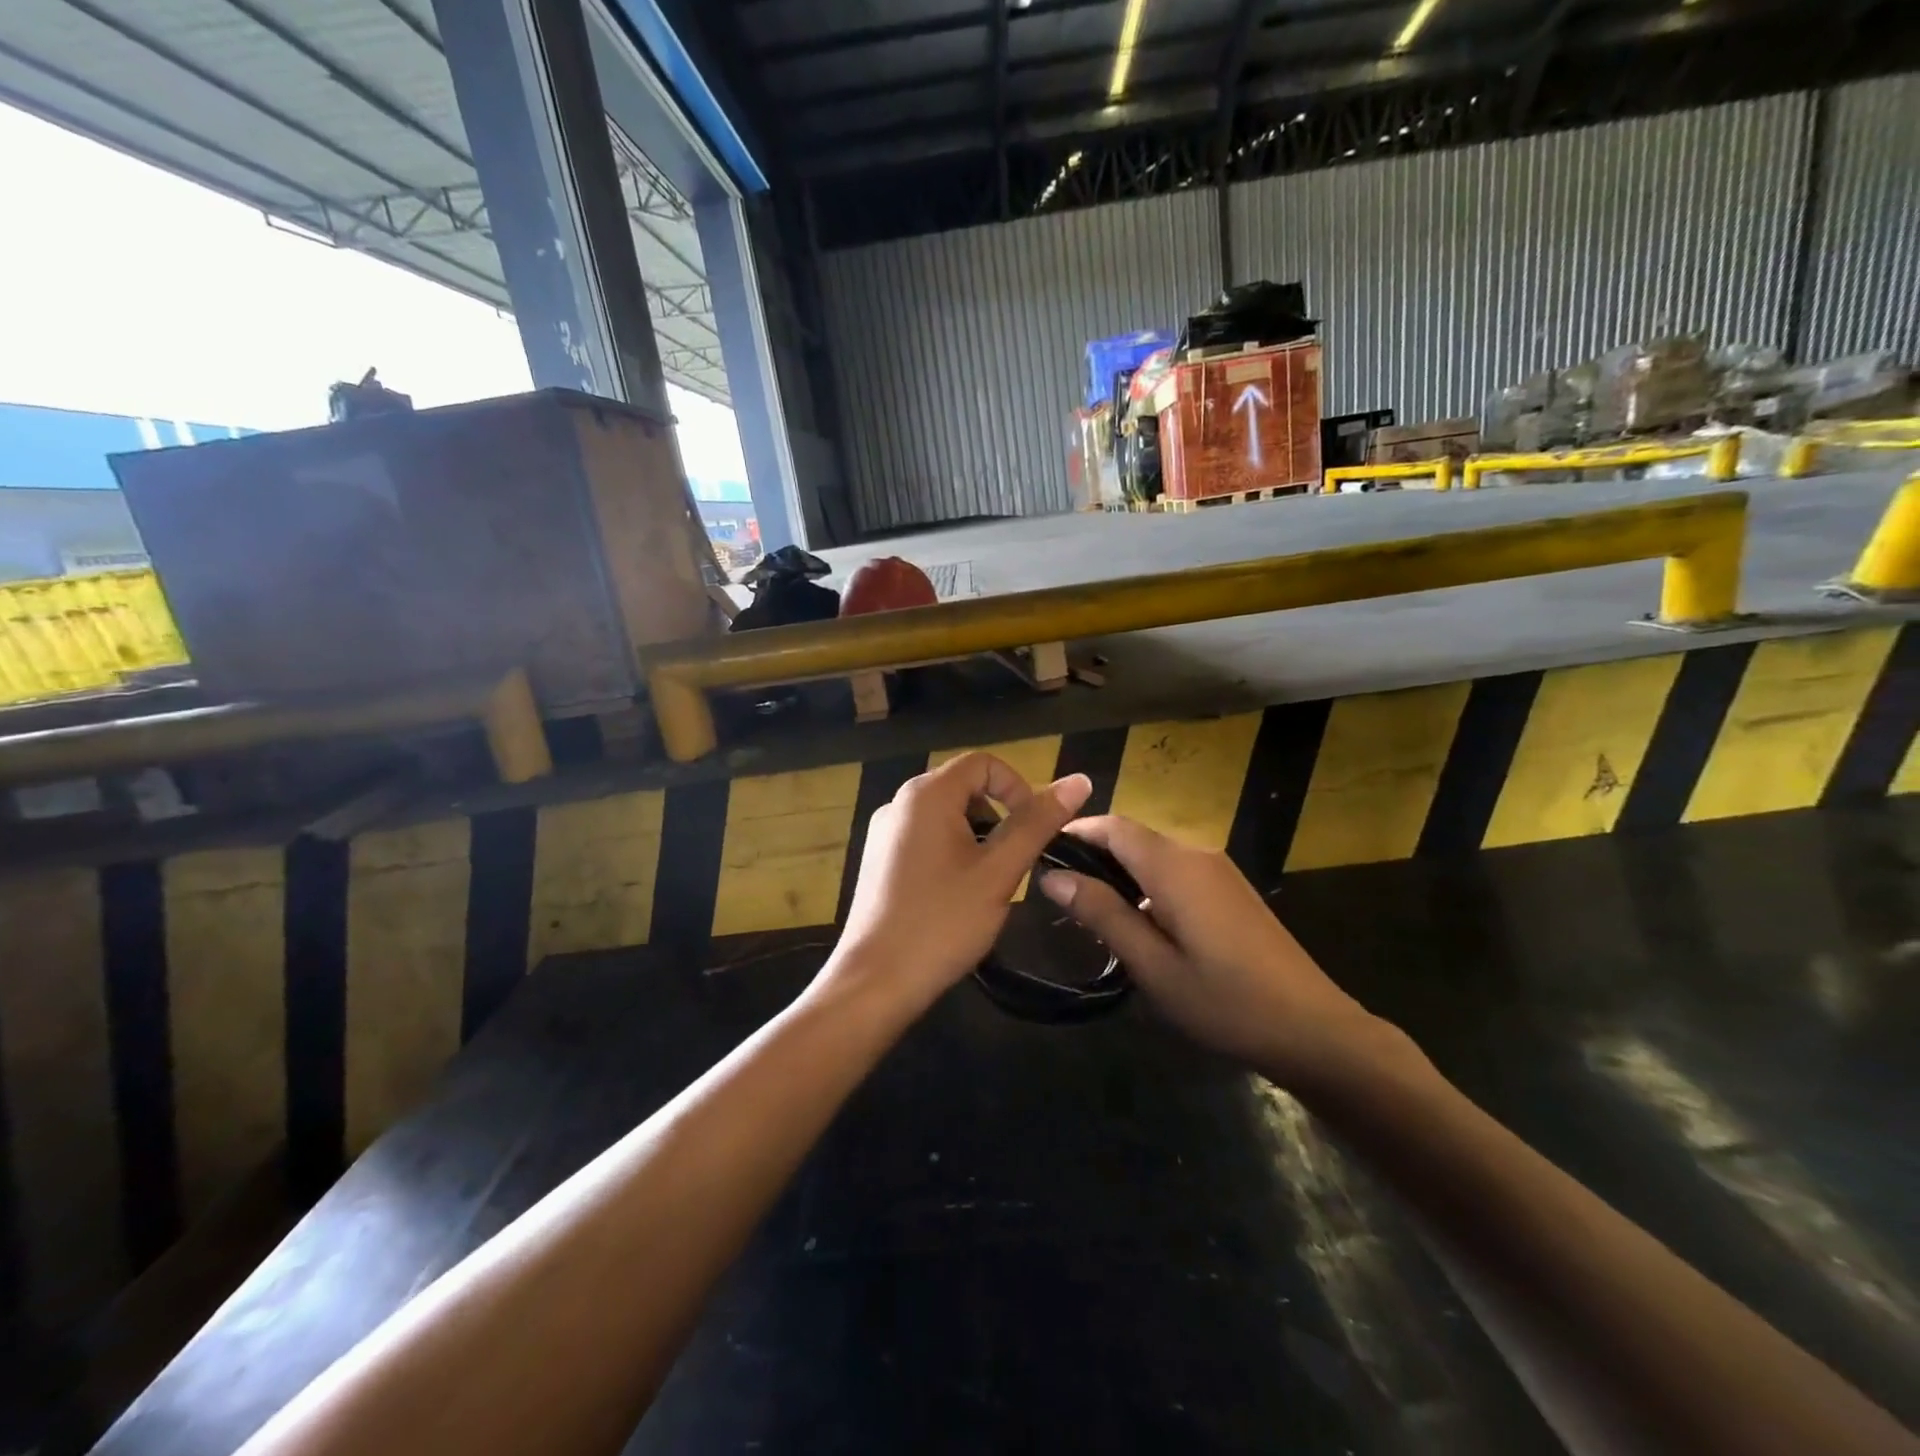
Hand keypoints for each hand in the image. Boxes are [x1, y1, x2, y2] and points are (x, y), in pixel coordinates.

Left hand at [824, 754, 1093, 1015]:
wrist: (874, 982)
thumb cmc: (942, 922)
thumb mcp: (999, 871)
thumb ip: (1038, 823)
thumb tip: (1079, 781)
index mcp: (927, 794)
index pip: (983, 763)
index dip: (1018, 787)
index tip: (1032, 831)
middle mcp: (899, 802)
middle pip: (963, 786)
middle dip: (998, 815)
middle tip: (1012, 862)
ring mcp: (884, 832)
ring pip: (945, 814)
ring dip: (976, 836)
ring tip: (988, 882)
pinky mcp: (878, 859)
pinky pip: (924, 837)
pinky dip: (951, 851)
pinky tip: (956, 894)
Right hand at [1038, 816, 1384, 1087]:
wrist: (1314, 1029)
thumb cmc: (1225, 1001)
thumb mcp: (1153, 966)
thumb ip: (1102, 914)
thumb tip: (1053, 877)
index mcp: (1174, 867)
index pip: (1113, 827)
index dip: (1076, 832)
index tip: (1041, 852)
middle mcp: (1196, 854)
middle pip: (1133, 837)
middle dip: (1094, 854)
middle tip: (1061, 892)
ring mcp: (1219, 870)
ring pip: (1155, 854)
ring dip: (1121, 872)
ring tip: (1092, 912)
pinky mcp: (1232, 889)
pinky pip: (1177, 871)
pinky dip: (1147, 883)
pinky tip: (1140, 923)